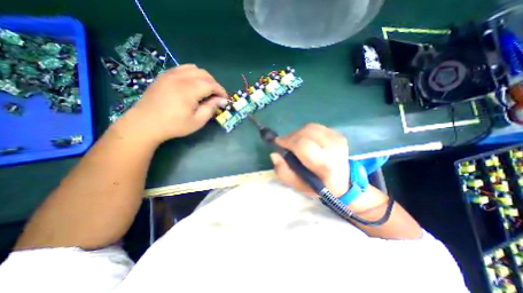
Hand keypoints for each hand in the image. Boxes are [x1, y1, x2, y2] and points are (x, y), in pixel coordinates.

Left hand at [128, 64, 227, 143]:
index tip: (225, 99)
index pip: (211, 84)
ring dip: (204, 78)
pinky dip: (193, 74)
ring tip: (206, 89)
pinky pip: (183, 69)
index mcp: (189, 90)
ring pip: (194, 68)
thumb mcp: (197, 121)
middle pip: (204, 74)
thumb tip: (221, 100)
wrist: (145, 123)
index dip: (221, 91)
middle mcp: (180, 77)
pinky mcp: (164, 76)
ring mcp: (170, 74)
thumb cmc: (174, 125)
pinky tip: (193, 85)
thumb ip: (211, 108)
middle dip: (214, 84)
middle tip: (216, 96)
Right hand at [272, 122, 347, 195]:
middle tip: (286, 143)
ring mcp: (338, 139)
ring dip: (298, 133)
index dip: (287, 141)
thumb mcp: (298, 185)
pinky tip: (306, 139)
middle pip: (306, 133)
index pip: (302, 145)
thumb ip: (283, 172)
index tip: (278, 143)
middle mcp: (333, 148)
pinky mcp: (338, 134)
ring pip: (310, 127)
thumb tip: (274, 154)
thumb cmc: (319, 185)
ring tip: (295, 141)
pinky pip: (317, 127)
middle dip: (291, 136)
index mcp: (324, 164)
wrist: (343, 182)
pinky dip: (307, 131)